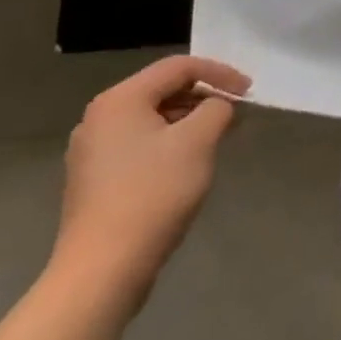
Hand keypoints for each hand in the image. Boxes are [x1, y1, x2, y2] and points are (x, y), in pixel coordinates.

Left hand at [50, 55, 251, 308]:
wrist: (101, 272)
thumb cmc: (152, 194)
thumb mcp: (198, 142)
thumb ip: (217, 109)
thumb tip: (218, 106)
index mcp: (119, 100)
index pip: (179, 67)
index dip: (219, 73)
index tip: (249, 91)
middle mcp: (99, 118)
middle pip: (163, 90)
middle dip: (204, 98)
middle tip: (236, 113)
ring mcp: (91, 152)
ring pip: (152, 119)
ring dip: (188, 122)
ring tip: (217, 138)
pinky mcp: (93, 181)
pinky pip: (139, 145)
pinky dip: (169, 144)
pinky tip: (187, 165)